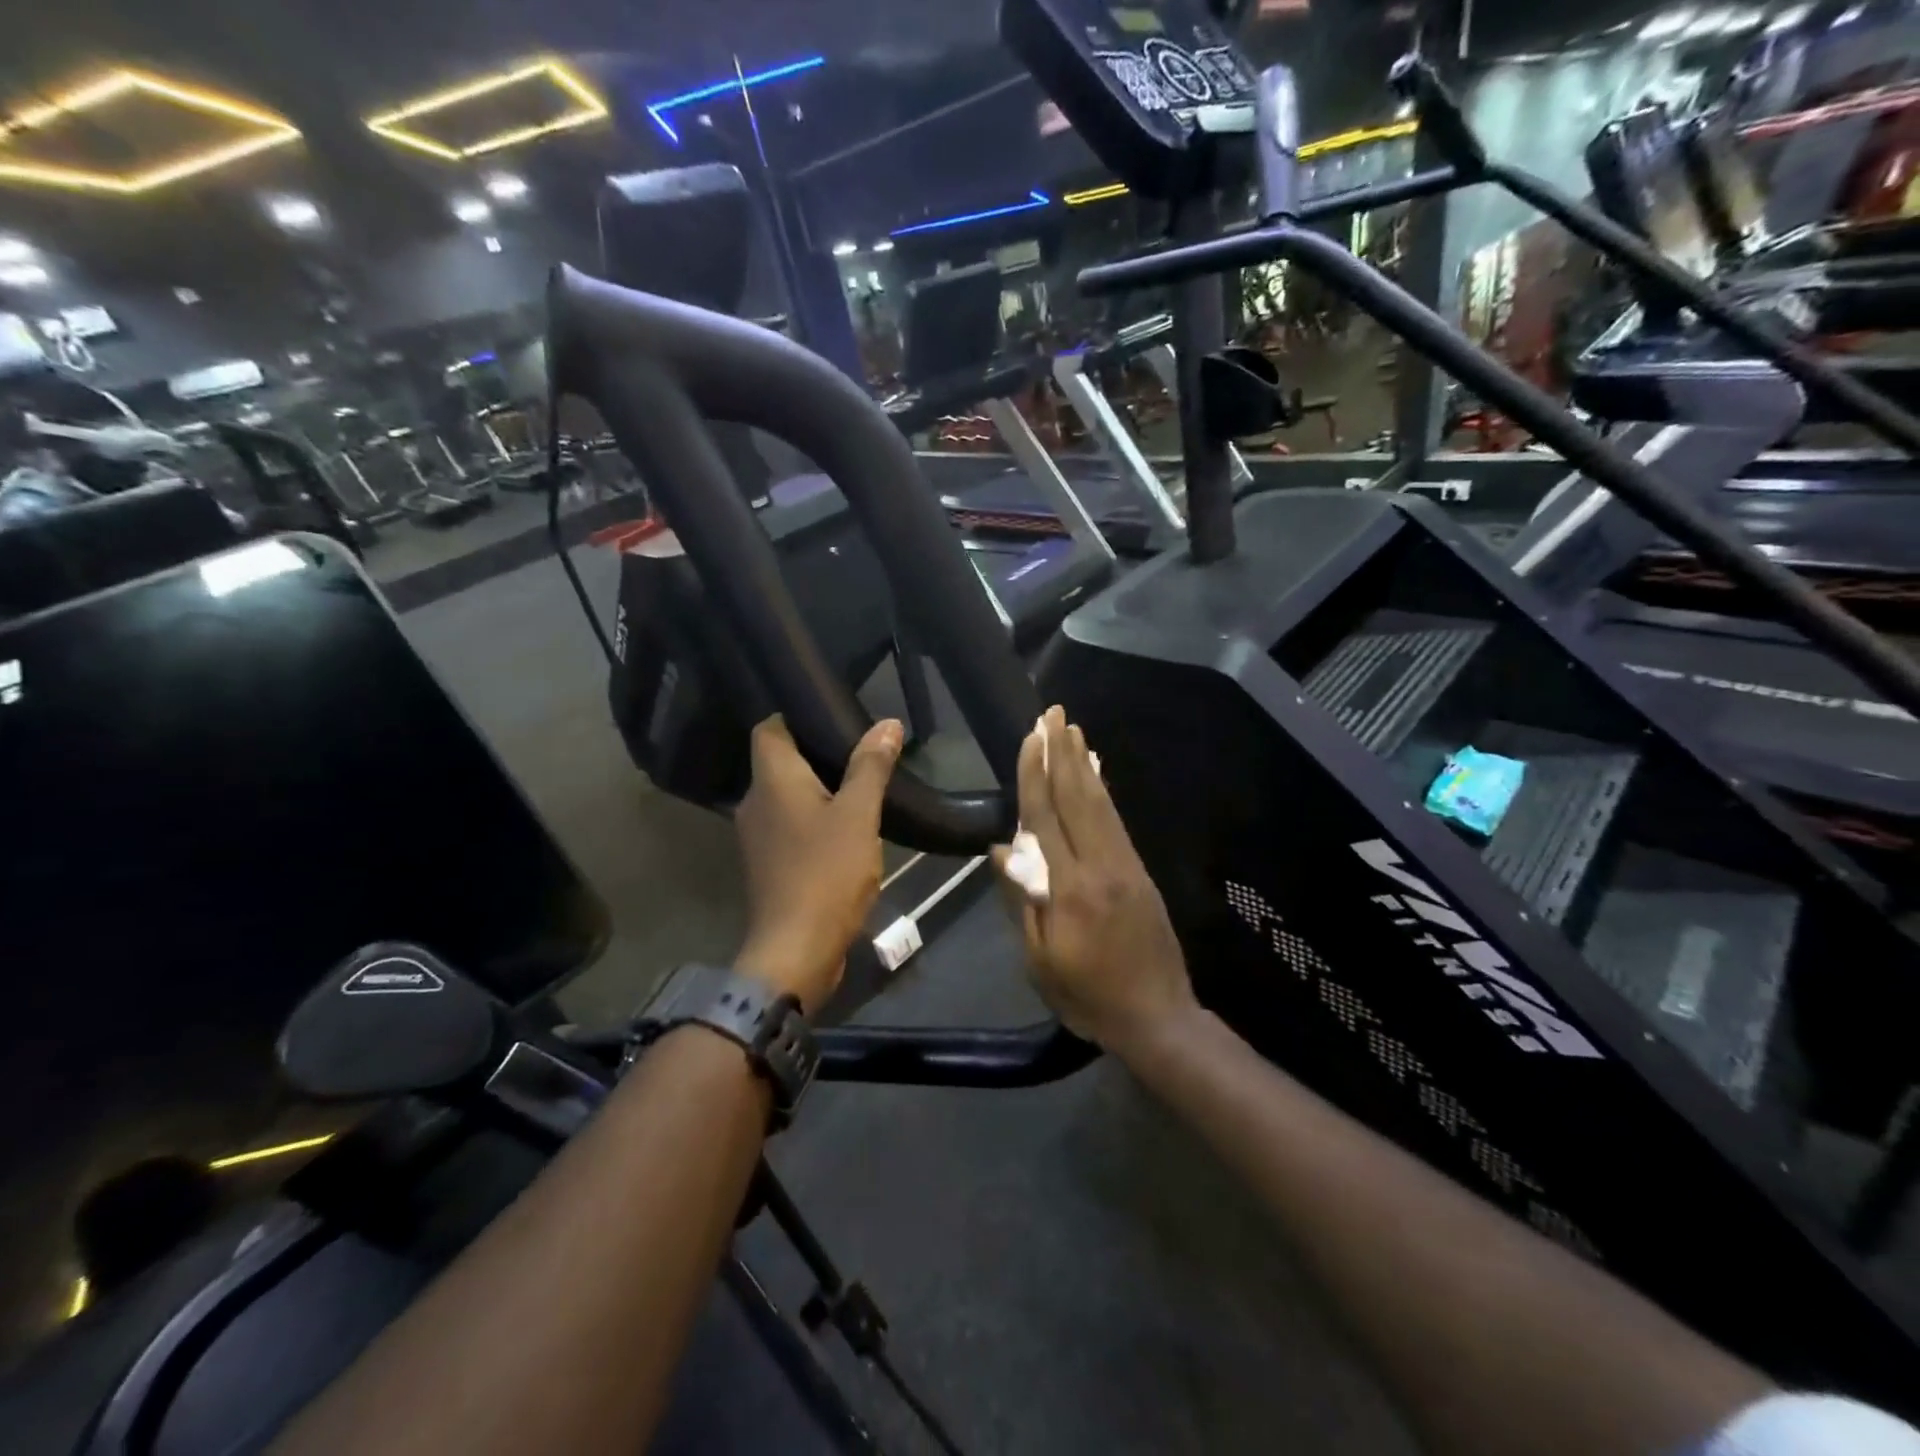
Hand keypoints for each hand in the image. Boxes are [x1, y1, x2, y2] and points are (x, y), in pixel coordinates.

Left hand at [733, 715, 902, 1014]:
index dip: (795, 716)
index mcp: (771, 781)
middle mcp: (755, 802)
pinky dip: (813, 820)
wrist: (796, 950)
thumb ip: (871, 767)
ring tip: (859, 785)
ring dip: (817, 789)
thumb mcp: (858, 815)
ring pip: (786, 796)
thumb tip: (887, 723)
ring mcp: (759, 837)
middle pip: (778, 762)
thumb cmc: (826, 873)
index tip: (833, 715)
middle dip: (815, 752)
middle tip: (858, 748)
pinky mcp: (769, 865)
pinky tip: (846, 828)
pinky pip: (790, 827)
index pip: (768, 728)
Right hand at [992, 707, 1195, 1053]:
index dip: (1034, 775)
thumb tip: (1003, 849)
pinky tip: (1095, 774)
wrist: (1158, 1018)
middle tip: (1054, 713)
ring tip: (1072, 730)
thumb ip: (1023, 901)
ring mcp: (1125, 866)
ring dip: (1084, 764)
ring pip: (1100, 804)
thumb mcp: (1040, 961)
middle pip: (1077, 798)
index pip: (1045, 819)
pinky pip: (1116, 821)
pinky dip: (1102, 791)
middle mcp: (1100, 866)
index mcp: (1069, 889)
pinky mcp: (1139, 872)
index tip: (1029, 738)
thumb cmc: (1088, 996)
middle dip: (1062, 752)